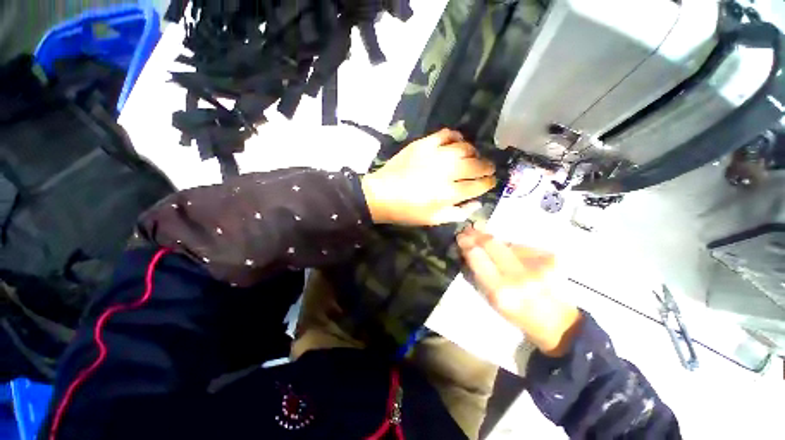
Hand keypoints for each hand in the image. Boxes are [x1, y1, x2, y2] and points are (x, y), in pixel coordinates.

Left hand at [361, 129, 495, 225]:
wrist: (381, 194)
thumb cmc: (407, 211)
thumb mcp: (434, 220)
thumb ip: (458, 213)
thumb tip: (477, 203)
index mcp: (449, 194)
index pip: (478, 185)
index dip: (488, 183)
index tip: (491, 181)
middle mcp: (446, 172)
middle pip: (476, 165)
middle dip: (487, 167)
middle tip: (487, 168)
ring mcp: (435, 155)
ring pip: (465, 148)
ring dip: (473, 152)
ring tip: (472, 157)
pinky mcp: (424, 144)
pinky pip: (447, 134)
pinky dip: (456, 137)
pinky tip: (457, 143)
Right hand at [457, 226, 581, 356]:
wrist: (557, 321)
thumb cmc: (516, 313)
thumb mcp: (489, 299)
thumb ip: (476, 273)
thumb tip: (466, 250)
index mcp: (500, 291)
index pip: (477, 256)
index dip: (467, 243)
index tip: (460, 236)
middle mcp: (519, 275)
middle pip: (492, 243)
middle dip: (477, 234)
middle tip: (468, 229)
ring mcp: (537, 264)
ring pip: (506, 242)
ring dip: (493, 240)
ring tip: (486, 241)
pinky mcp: (550, 257)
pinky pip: (522, 245)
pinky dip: (511, 247)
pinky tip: (511, 254)